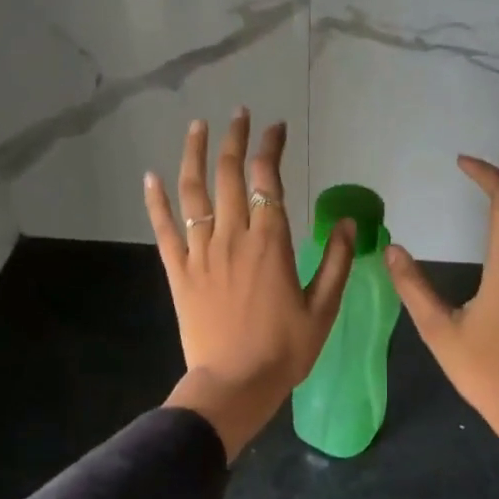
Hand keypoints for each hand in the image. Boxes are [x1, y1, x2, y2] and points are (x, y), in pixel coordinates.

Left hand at [145, 110, 355, 457]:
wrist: (234, 384)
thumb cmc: (285, 349)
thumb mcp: (323, 308)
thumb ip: (337, 261)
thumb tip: (347, 221)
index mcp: (271, 242)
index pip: (269, 179)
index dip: (271, 147)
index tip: (276, 127)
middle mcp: (233, 236)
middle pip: (231, 174)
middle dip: (235, 138)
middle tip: (239, 114)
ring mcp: (201, 252)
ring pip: (194, 192)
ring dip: (194, 154)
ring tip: (197, 126)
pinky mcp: (179, 271)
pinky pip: (164, 228)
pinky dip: (156, 200)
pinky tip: (151, 176)